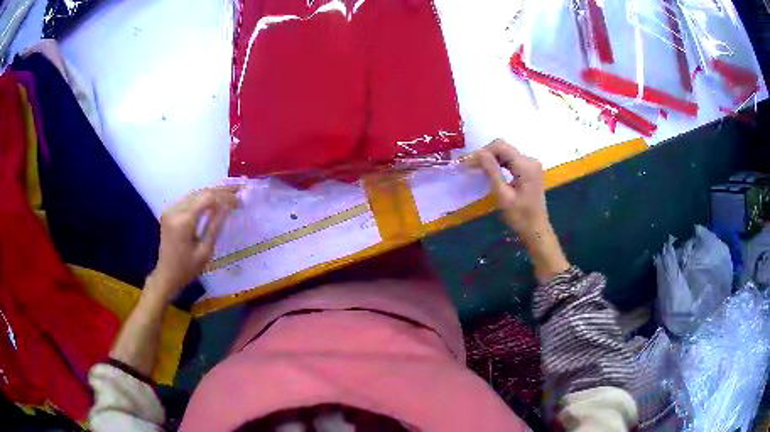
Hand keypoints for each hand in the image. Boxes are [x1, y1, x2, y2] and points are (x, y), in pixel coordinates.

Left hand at [147, 186, 239, 302]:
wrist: (167, 275)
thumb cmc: (187, 269)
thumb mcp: (205, 251)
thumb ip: (215, 226)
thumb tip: (228, 206)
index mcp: (183, 221)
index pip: (207, 199)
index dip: (225, 197)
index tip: (240, 201)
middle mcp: (175, 210)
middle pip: (201, 192)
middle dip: (221, 191)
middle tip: (239, 189)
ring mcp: (171, 209)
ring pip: (195, 193)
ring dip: (213, 192)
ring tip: (231, 191)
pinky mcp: (170, 212)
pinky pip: (189, 199)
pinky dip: (203, 197)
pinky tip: (215, 198)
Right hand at [471, 139, 548, 239]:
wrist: (536, 230)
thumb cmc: (519, 217)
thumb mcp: (503, 195)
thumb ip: (492, 171)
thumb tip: (479, 153)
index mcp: (526, 165)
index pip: (500, 147)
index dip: (482, 152)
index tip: (468, 163)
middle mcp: (530, 160)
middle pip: (503, 148)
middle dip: (486, 154)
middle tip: (470, 166)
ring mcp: (531, 165)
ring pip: (506, 153)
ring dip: (491, 159)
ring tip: (476, 169)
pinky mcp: (530, 170)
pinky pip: (511, 160)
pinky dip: (499, 164)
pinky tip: (490, 171)